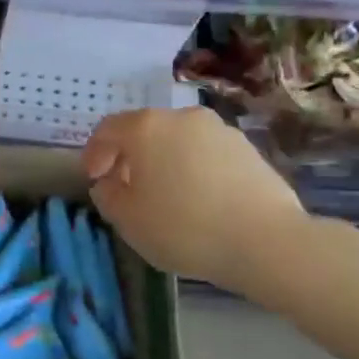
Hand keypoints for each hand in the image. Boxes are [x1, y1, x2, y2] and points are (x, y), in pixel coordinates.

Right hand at [83, 106, 306, 294]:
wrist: (265, 241)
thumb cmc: (183, 227)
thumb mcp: (127, 219)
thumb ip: (107, 196)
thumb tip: (109, 183)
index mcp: (147, 128)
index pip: (108, 129)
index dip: (94, 152)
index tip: (93, 178)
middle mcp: (183, 117)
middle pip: (145, 131)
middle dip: (130, 157)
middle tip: (126, 188)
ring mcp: (221, 131)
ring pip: (178, 141)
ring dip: (164, 162)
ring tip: (165, 196)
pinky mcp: (249, 150)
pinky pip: (206, 155)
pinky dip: (193, 170)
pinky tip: (198, 201)